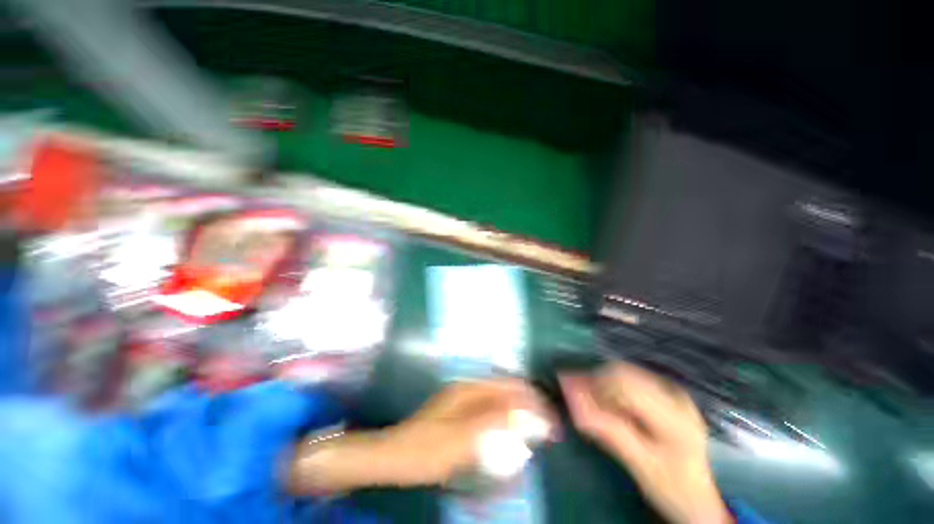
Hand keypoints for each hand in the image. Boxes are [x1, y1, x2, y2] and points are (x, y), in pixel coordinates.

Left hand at [383, 378, 551, 484]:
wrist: (396, 456)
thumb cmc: (428, 448)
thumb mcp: (463, 437)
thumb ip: (493, 420)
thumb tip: (524, 409)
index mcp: (469, 389)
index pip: (507, 384)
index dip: (530, 396)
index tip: (549, 415)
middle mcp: (467, 388)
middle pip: (504, 388)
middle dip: (527, 402)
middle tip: (546, 425)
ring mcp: (462, 399)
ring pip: (498, 398)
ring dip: (516, 409)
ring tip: (533, 427)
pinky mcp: (459, 412)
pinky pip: (489, 409)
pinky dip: (504, 418)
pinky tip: (509, 430)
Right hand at [561, 363, 731, 523]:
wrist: (698, 496)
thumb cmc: (670, 486)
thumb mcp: (638, 463)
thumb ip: (606, 429)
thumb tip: (570, 399)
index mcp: (674, 416)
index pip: (626, 386)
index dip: (593, 384)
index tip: (566, 387)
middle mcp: (675, 395)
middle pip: (624, 373)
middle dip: (593, 379)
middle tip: (570, 390)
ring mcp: (672, 391)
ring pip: (625, 372)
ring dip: (599, 380)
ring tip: (582, 393)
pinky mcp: (666, 392)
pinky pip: (630, 378)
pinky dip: (610, 384)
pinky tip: (601, 397)